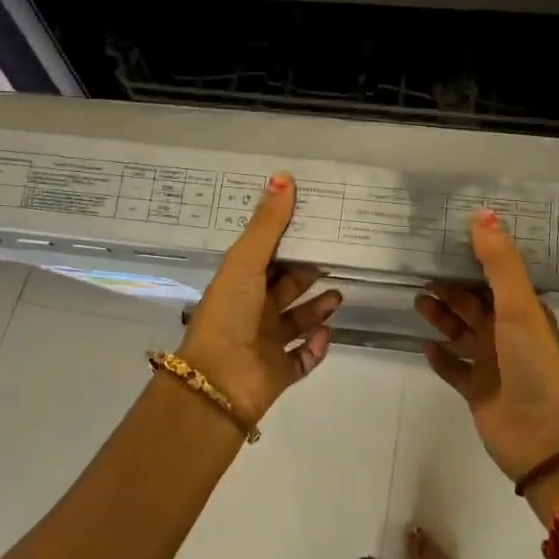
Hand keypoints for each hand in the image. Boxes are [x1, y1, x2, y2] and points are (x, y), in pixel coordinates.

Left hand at [178, 174, 341, 426]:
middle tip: (339, 258)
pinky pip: (304, 357)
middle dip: (310, 275)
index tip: (318, 225)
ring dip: (319, 309)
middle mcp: (252, 312)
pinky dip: (317, 346)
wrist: (218, 383)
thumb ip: (267, 224)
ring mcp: (266, 344)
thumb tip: (284, 175)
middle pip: (286, 288)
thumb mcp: (245, 262)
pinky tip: (327, 333)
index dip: (290, 242)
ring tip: (340, 295)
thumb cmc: (229, 314)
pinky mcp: (280, 372)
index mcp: (239, 284)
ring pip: (299, 321)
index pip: (268, 258)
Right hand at [416, 209, 558, 480]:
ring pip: (461, 333)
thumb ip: (498, 261)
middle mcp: (507, 334)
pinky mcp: (477, 390)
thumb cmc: (531, 363)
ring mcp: (491, 364)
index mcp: (522, 312)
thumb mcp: (518, 306)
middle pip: (473, 304)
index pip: (494, 278)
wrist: (540, 435)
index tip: (445, 241)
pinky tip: (423, 345)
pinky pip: (453, 368)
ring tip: (417, 301)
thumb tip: (482, 212)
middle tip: (419, 271)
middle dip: (450, 288)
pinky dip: (440, 356)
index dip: (472, 260)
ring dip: (441, 317)